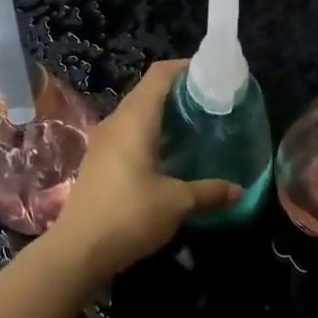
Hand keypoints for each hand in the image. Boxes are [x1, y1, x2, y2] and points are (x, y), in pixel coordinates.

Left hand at [45, 61, 241, 277]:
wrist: (78, 250)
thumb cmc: (129, 216)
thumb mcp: (177, 203)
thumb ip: (209, 192)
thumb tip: (239, 190)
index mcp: (135, 119)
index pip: (160, 74)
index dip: (186, 68)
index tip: (214, 75)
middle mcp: (116, 122)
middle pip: (149, 92)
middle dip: (181, 93)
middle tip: (213, 104)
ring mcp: (104, 141)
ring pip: (138, 114)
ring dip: (166, 115)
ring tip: (197, 127)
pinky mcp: (99, 161)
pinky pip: (129, 134)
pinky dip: (152, 134)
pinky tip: (171, 155)